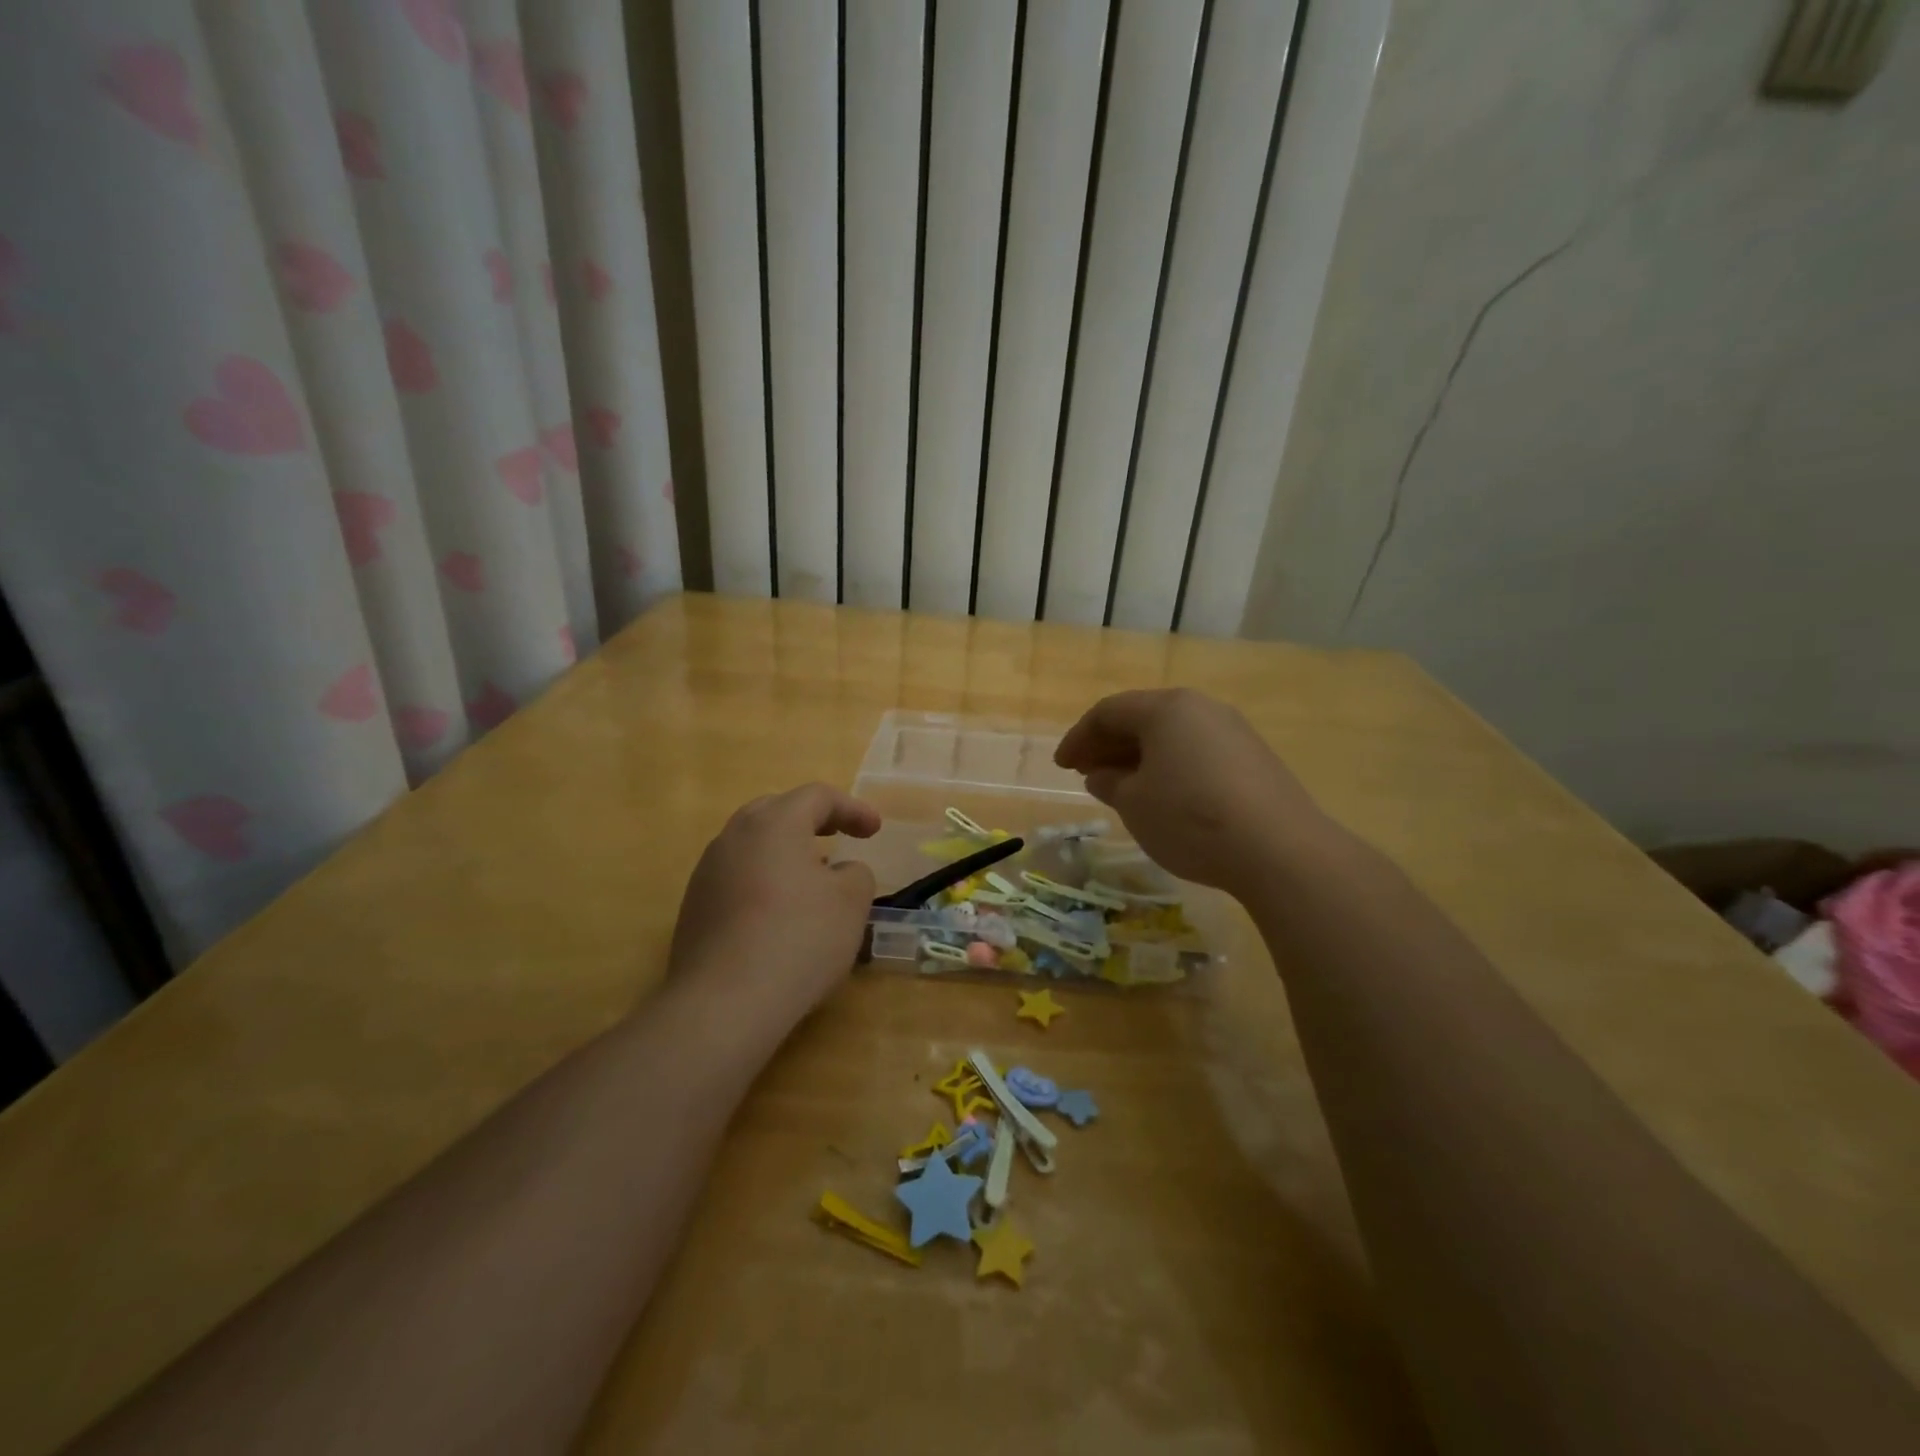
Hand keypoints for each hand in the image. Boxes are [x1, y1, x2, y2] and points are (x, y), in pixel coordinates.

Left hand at [668, 784, 879, 1025]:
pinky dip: (764, 880)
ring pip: (752, 844)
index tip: (875, 830)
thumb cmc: (799, 939)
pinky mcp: (694, 907)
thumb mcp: (851, 903)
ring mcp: (707, 872)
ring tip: (810, 876)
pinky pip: (737, 877)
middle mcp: (734, 836)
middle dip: (812, 820)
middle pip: (776, 810)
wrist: (724, 1003)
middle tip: (838, 836)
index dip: (852, 808)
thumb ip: (855, 874)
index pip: (817, 796)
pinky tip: (779, 913)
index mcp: (774, 823)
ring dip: (785, 851)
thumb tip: (839, 873)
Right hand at [1054, 689, 1331, 898]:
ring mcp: (1233, 731)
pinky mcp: (1254, 758)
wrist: (1279, 849)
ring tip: (1122, 786)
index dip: (1079, 737)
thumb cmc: (1190, 818)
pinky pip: (1198, 752)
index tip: (1062, 766)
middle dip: (1109, 745)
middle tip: (1086, 772)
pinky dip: (1171, 767)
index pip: (1108, 712)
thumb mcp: (1135, 804)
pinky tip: (1165, 796)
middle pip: (1143, 718)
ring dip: (1140, 757)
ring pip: (1173, 736)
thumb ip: (1110, 783)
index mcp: (1166, 709)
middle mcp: (1201, 708)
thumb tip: (1101, 774)